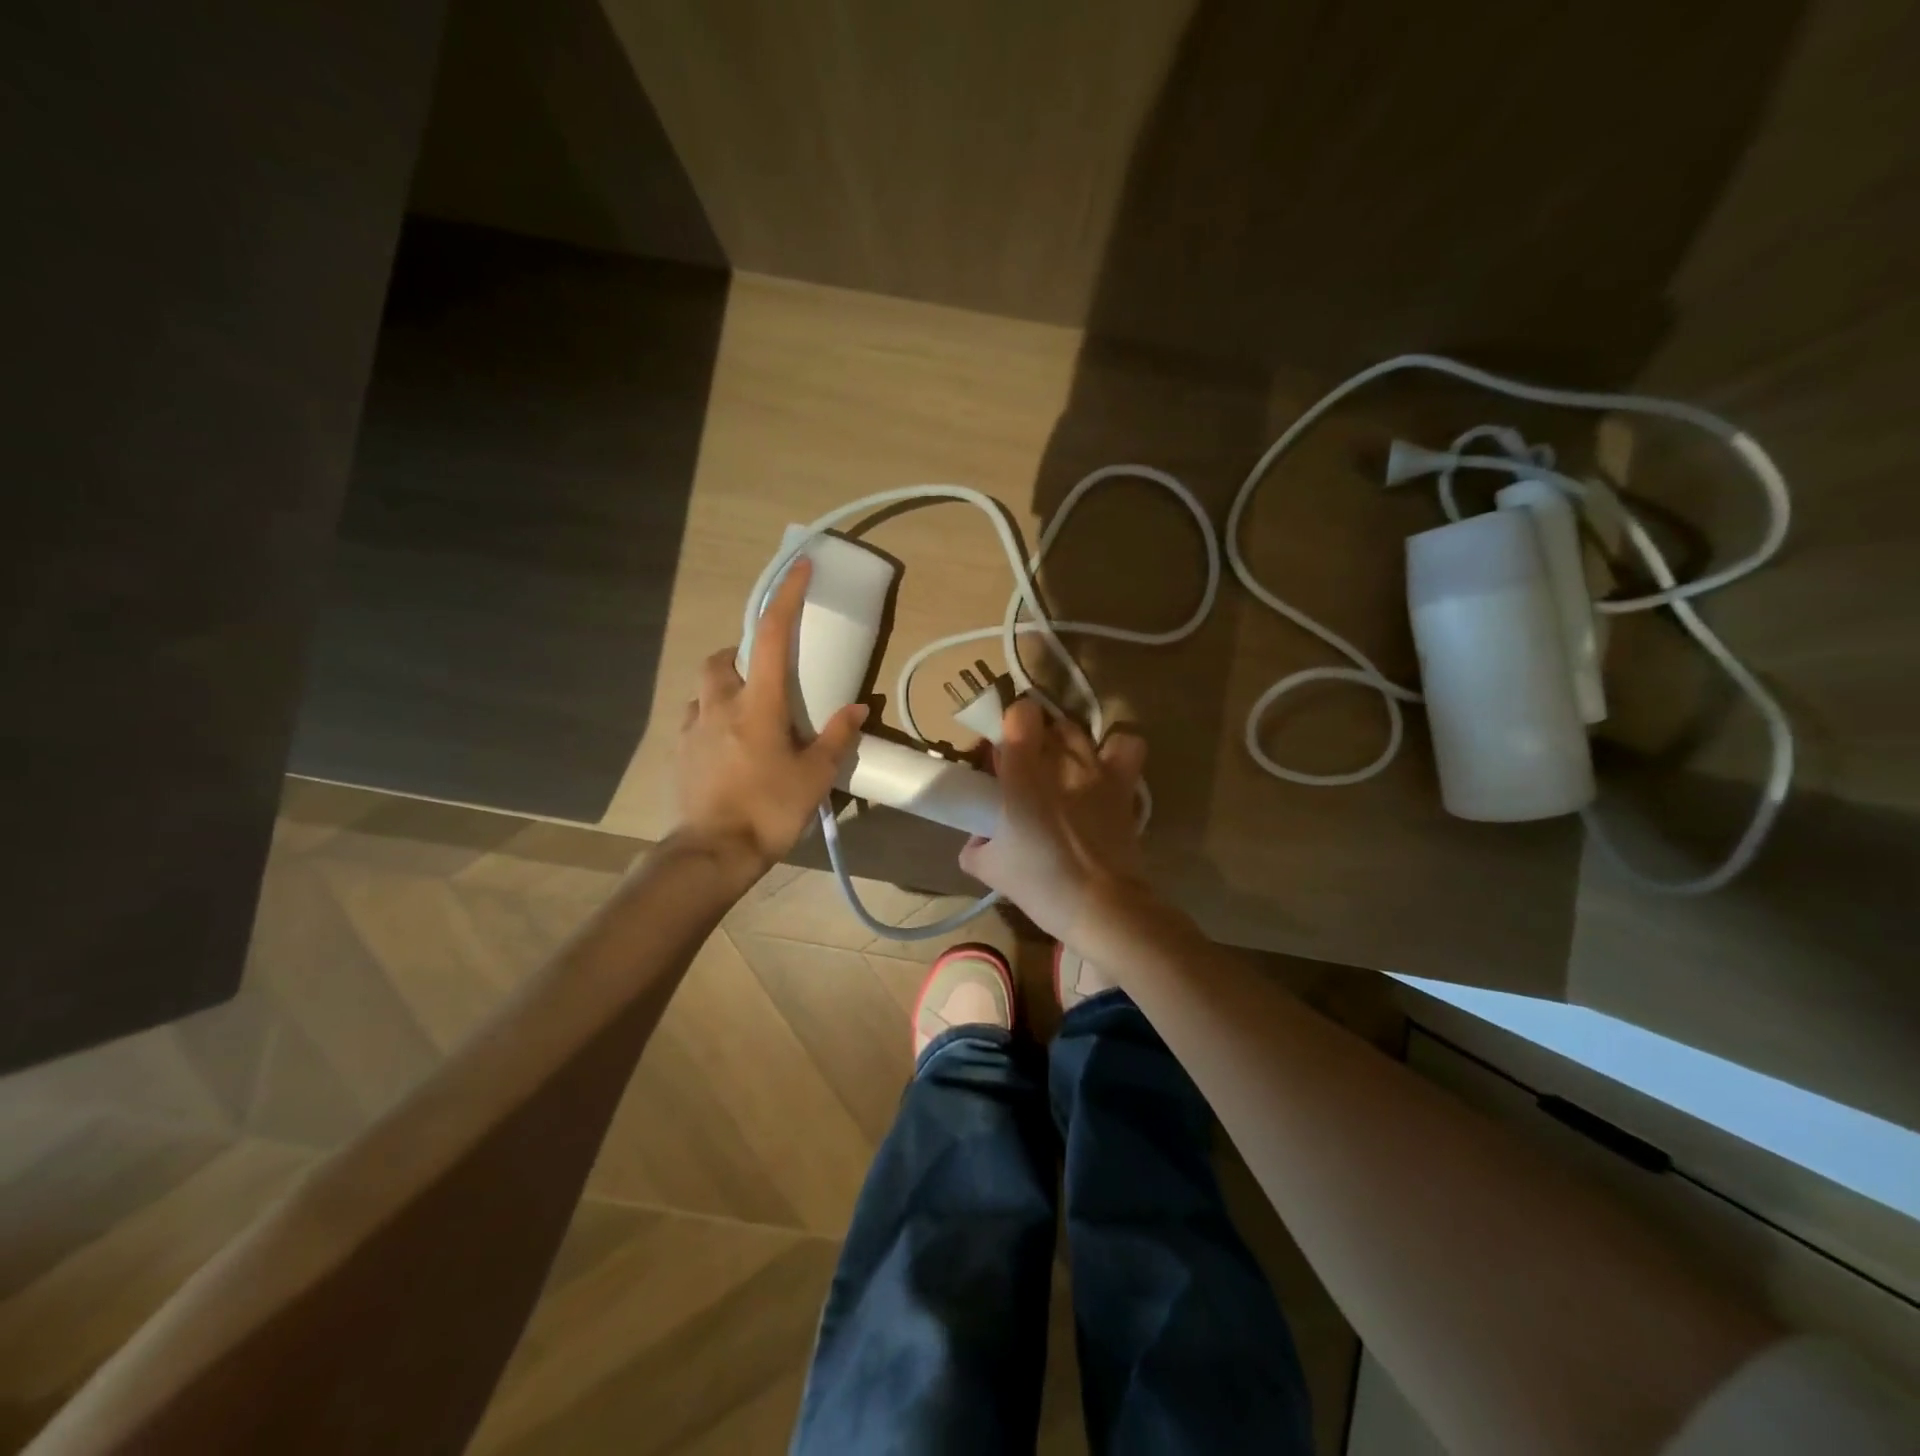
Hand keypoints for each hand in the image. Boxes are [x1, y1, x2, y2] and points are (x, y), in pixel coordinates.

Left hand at [676, 557, 867, 867]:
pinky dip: (711, 719)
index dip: (786, 597)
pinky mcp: (678, 752)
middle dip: (741, 654)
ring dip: (725, 689)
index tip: (800, 568)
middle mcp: (719, 705)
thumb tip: (856, 710)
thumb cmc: (769, 810)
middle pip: (723, 658)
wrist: (712, 853)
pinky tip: (728, 747)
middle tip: (766, 676)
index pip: (771, 636)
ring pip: (705, 689)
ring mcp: (692, 728)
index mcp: (758, 704)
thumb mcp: (815, 776)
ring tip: (749, 716)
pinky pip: (694, 719)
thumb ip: (836, 738)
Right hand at [958, 698, 1148, 943]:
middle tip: (1024, 772)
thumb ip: (975, 844)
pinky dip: (1114, 749)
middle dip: (1033, 740)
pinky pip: (1126, 745)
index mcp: (1022, 771)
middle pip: (1046, 722)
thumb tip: (978, 838)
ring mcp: (1096, 768)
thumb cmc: (1040, 883)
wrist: (1100, 906)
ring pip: (1077, 731)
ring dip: (1065, 745)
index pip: (1019, 713)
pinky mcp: (1124, 784)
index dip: (1008, 728)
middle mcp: (1061, 758)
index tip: (1001, 758)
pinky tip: (1102, 768)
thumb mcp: (988, 868)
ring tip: (1060, 773)